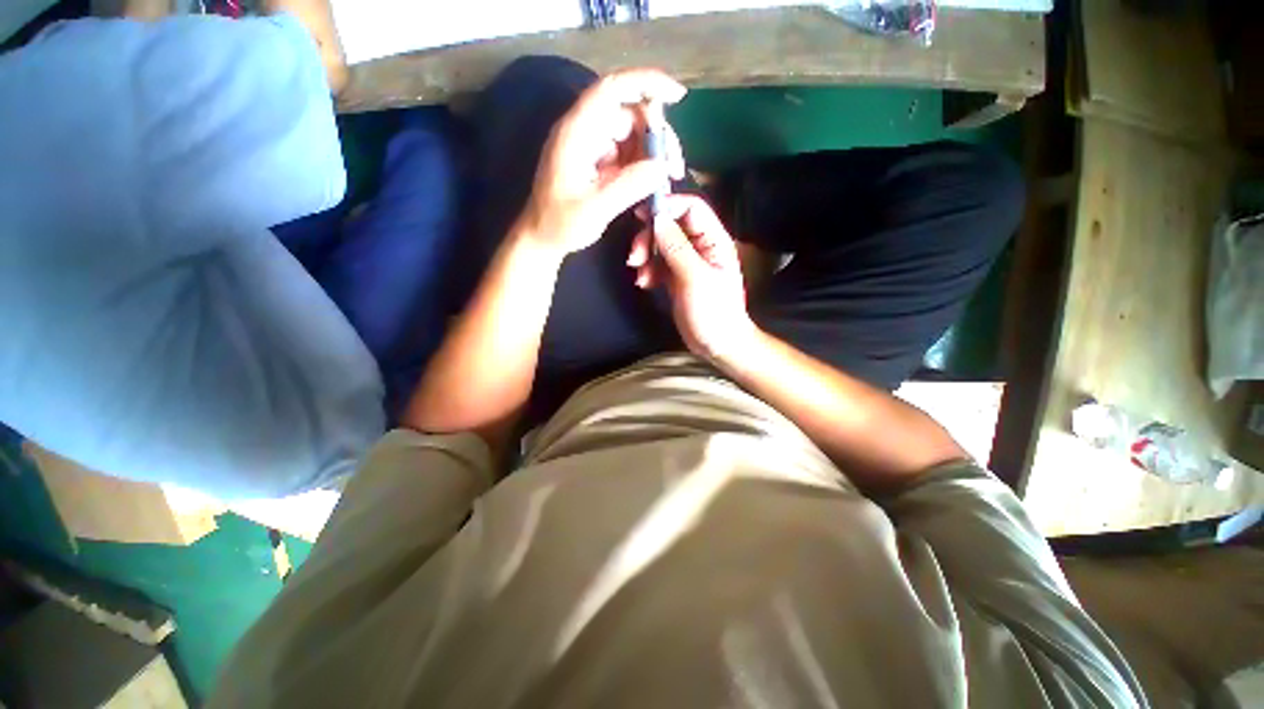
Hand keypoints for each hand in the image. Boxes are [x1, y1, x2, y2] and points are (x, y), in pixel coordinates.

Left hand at [520, 69, 686, 254]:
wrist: (542, 239)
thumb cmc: (560, 225)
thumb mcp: (595, 208)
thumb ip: (629, 186)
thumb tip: (663, 167)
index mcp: (577, 132)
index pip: (612, 90)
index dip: (646, 83)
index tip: (678, 96)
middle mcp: (585, 132)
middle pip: (630, 114)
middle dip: (658, 136)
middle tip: (675, 169)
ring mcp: (593, 147)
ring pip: (633, 135)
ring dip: (654, 154)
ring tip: (665, 183)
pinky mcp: (599, 162)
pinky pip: (628, 154)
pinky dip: (644, 167)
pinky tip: (653, 187)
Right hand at [629, 195, 757, 359]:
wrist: (717, 344)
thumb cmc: (713, 311)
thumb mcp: (694, 278)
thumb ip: (676, 247)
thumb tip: (657, 218)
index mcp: (714, 240)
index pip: (691, 208)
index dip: (667, 206)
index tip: (642, 215)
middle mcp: (701, 247)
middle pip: (671, 226)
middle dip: (650, 237)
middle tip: (634, 255)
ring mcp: (687, 263)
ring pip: (661, 245)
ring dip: (646, 256)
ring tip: (639, 274)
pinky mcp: (676, 278)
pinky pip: (658, 265)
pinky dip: (648, 271)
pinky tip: (644, 284)